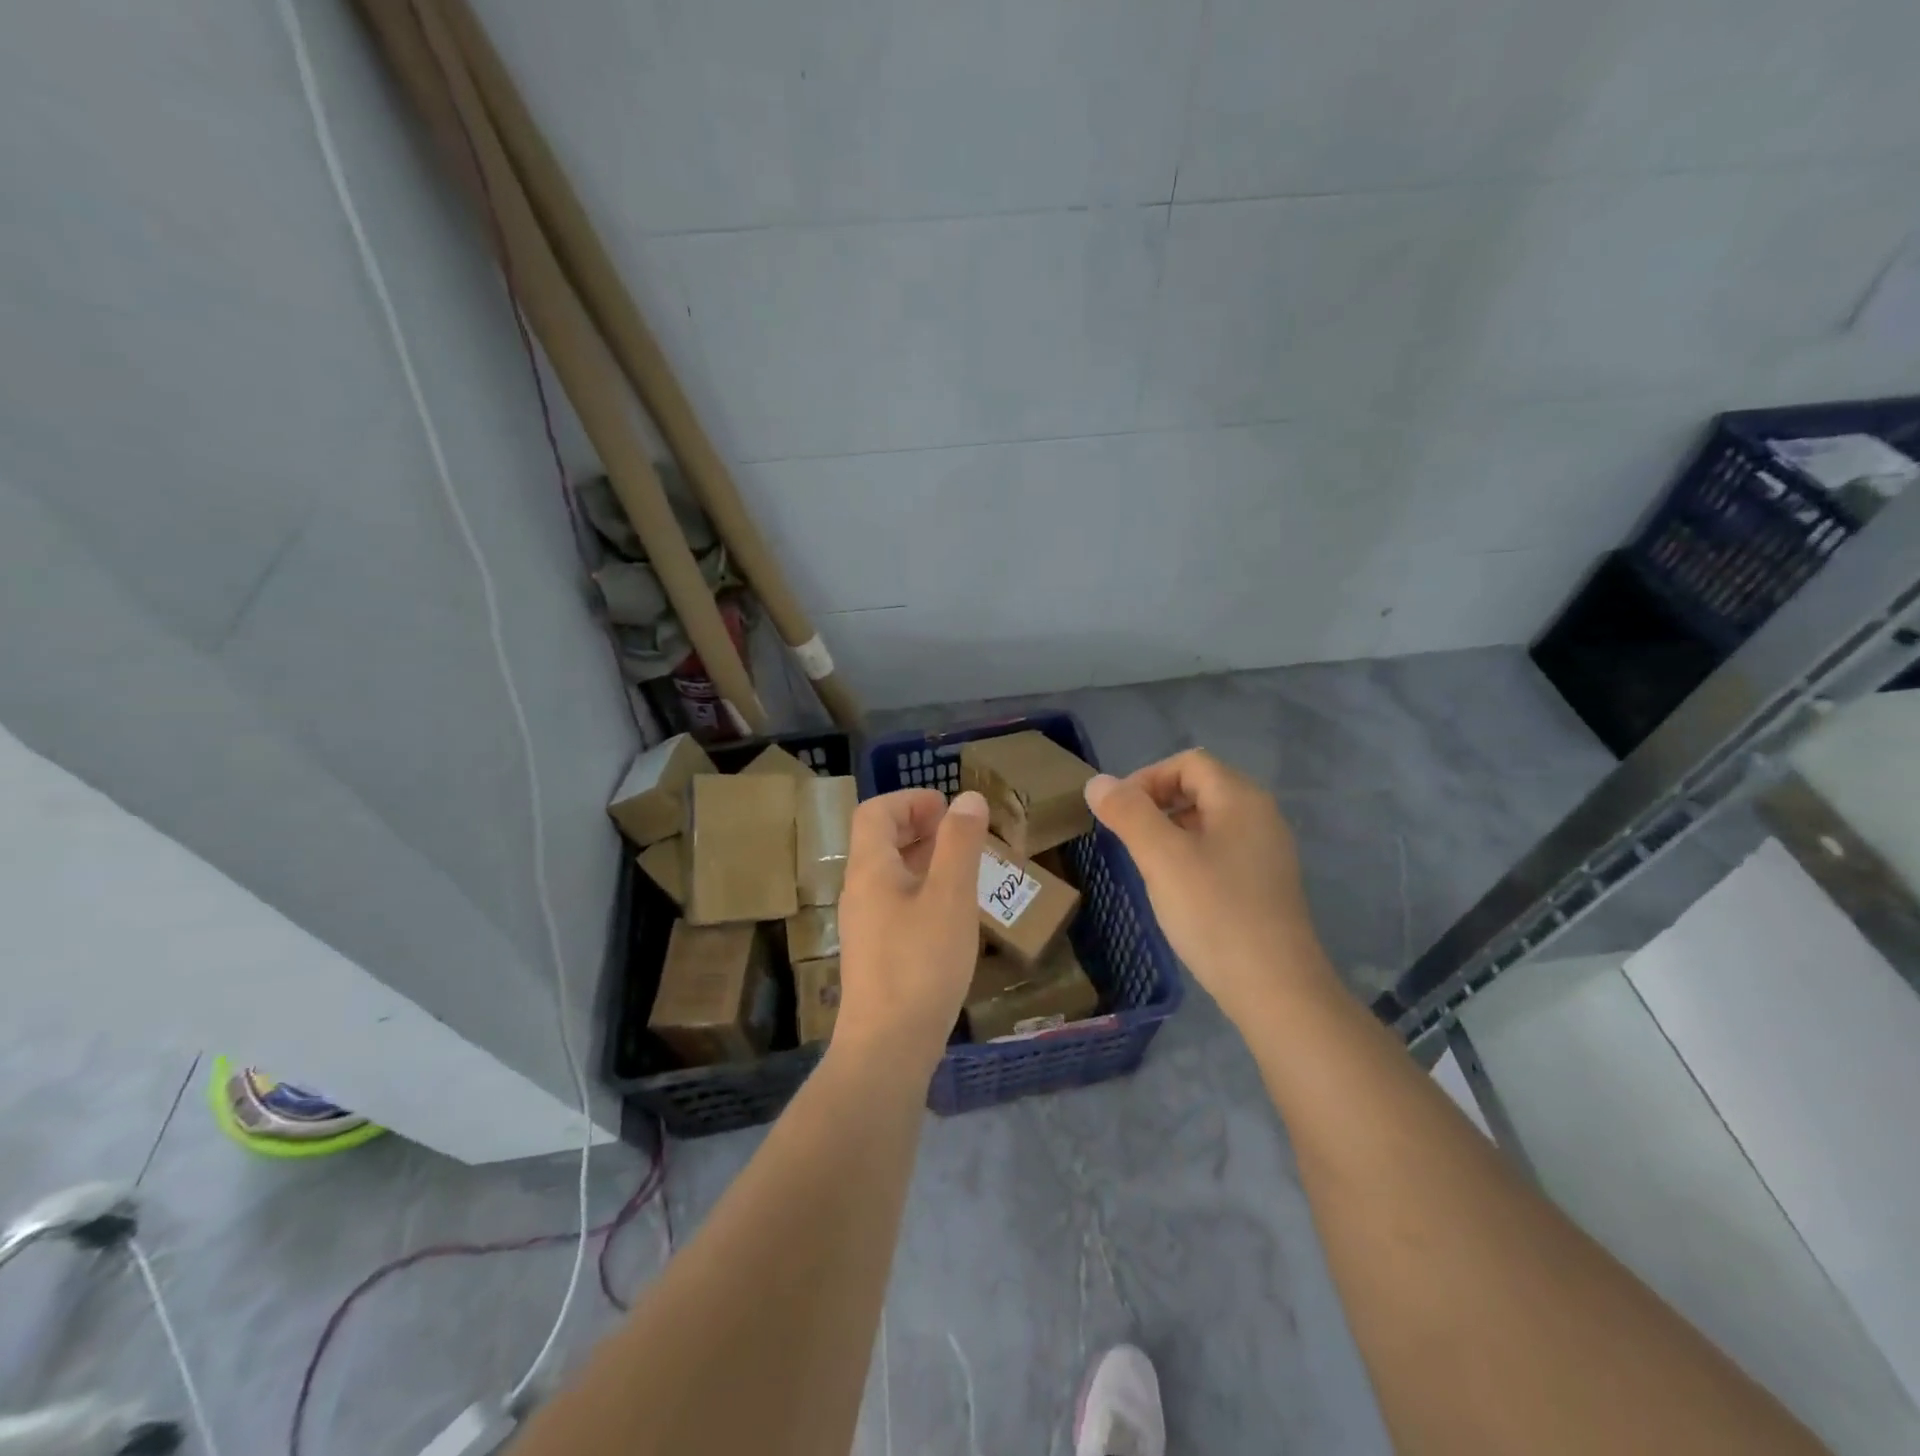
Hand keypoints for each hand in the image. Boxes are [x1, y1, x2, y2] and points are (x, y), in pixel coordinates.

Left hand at [834, 788, 989, 1074]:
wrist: (887, 1046)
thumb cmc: (921, 963)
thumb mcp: (950, 897)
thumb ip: (960, 843)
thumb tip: (967, 799)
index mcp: (870, 870)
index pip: (875, 813)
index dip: (909, 800)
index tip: (947, 806)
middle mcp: (859, 891)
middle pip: (879, 841)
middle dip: (918, 826)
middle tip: (959, 832)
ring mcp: (864, 925)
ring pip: (889, 874)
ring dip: (922, 858)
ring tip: (962, 866)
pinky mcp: (875, 953)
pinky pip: (895, 902)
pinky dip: (922, 889)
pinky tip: (950, 911)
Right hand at [1085, 749, 1333, 1025]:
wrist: (1276, 989)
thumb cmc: (1215, 913)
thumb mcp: (1161, 857)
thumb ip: (1128, 813)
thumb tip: (1097, 781)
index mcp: (1241, 798)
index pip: (1188, 762)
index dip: (1147, 778)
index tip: (1118, 813)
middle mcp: (1260, 816)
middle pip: (1199, 787)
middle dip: (1156, 804)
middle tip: (1126, 838)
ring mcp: (1267, 852)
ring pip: (1208, 822)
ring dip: (1170, 832)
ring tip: (1146, 865)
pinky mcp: (1265, 884)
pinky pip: (1220, 851)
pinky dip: (1190, 856)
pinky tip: (1176, 891)